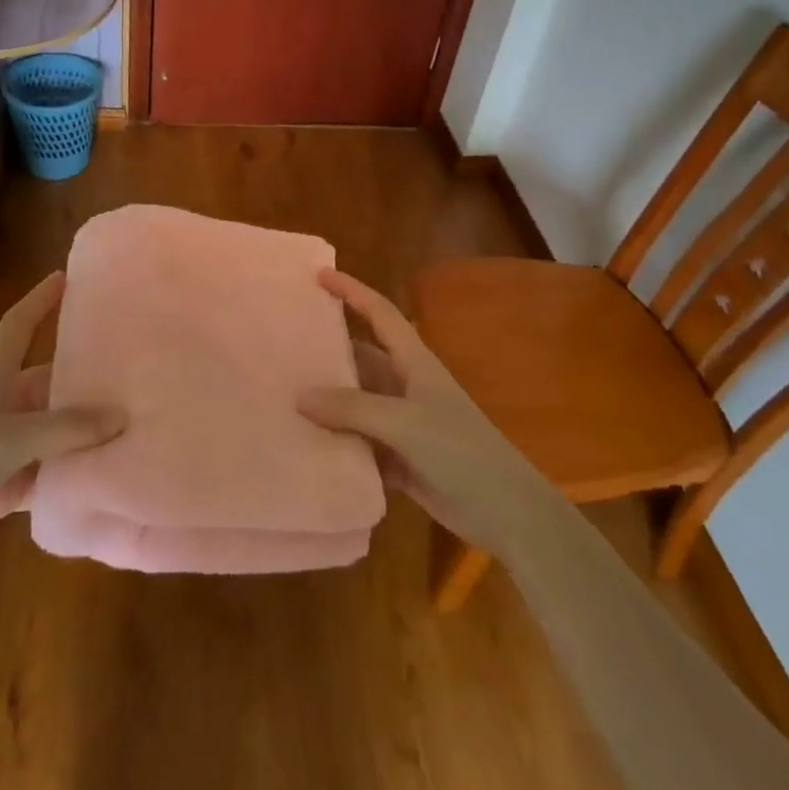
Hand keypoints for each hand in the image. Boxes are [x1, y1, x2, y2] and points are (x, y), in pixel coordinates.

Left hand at [0, 272, 125, 572]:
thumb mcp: (9, 438)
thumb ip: (66, 429)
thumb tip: (121, 416)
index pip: (20, 325)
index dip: (40, 299)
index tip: (69, 276)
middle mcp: (7, 406)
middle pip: (54, 382)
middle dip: (89, 377)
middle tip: (138, 371)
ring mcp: (9, 448)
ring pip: (59, 432)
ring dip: (89, 432)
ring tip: (140, 423)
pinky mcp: (10, 486)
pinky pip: (53, 475)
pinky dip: (77, 476)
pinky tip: (113, 475)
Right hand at [299, 269, 551, 560]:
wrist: (507, 513)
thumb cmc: (461, 452)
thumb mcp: (405, 423)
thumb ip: (352, 408)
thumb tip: (300, 396)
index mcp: (414, 363)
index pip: (380, 314)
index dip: (352, 291)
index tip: (319, 275)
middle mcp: (405, 386)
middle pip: (361, 357)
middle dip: (327, 350)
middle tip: (282, 344)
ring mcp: (402, 424)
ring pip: (355, 402)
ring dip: (327, 401)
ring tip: (281, 394)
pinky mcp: (398, 459)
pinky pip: (358, 442)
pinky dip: (335, 442)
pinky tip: (304, 444)